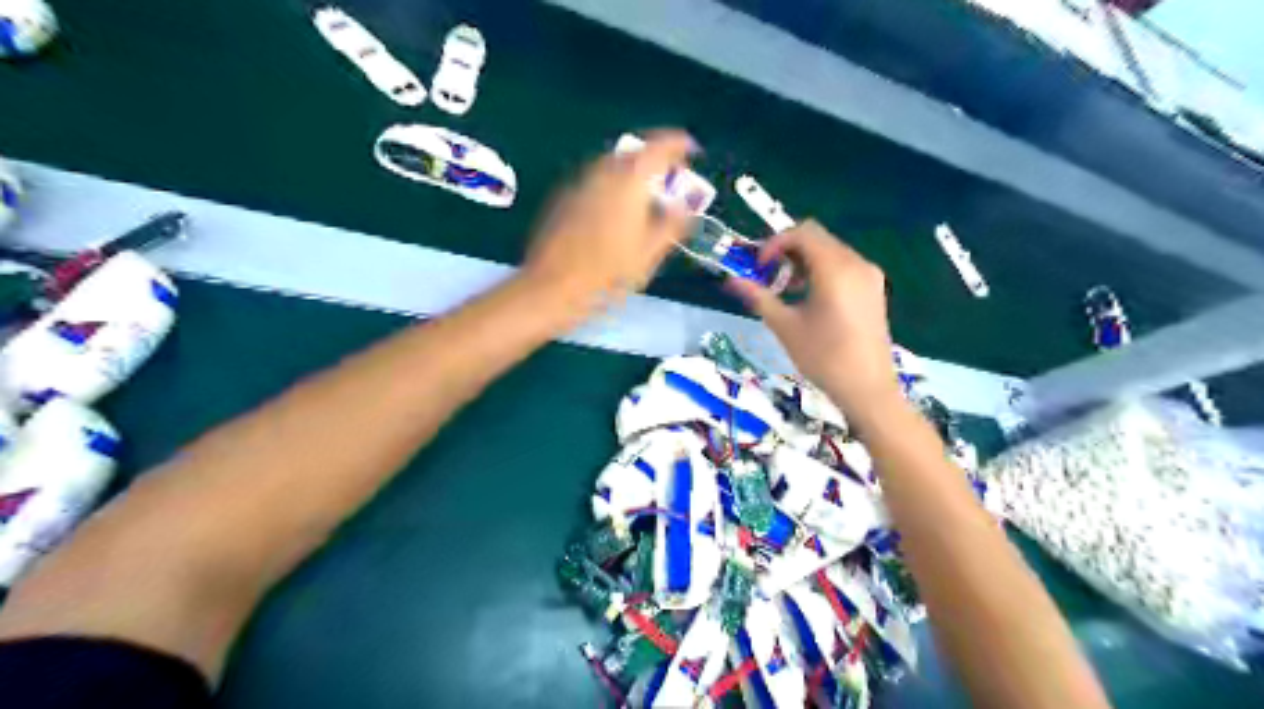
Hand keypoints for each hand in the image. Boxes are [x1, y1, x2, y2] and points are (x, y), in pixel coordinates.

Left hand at [524, 131, 700, 321]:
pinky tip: (615, 210)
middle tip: (670, 177)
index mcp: (629, 181)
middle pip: (633, 152)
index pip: (659, 146)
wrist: (551, 289)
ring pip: (611, 165)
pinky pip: (594, 181)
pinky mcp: (561, 199)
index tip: (691, 150)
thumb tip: (687, 207)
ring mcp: (578, 183)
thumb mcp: (649, 254)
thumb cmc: (607, 275)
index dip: (678, 144)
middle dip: (655, 159)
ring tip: (645, 194)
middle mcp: (602, 172)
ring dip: (632, 172)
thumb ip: (672, 224)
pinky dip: (611, 185)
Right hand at [727, 218, 902, 410]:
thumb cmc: (824, 358)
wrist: (867, 389)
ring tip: (786, 289)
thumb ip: (759, 298)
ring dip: (804, 261)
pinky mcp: (874, 289)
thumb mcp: (785, 326)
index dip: (774, 243)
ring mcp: (869, 276)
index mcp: (835, 269)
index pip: (802, 233)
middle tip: (768, 275)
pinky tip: (809, 298)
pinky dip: (822, 271)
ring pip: (831, 251)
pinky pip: (844, 265)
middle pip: (817, 238)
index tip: (759, 267)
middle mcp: (856, 263)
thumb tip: (731, 282)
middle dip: (788, 251)